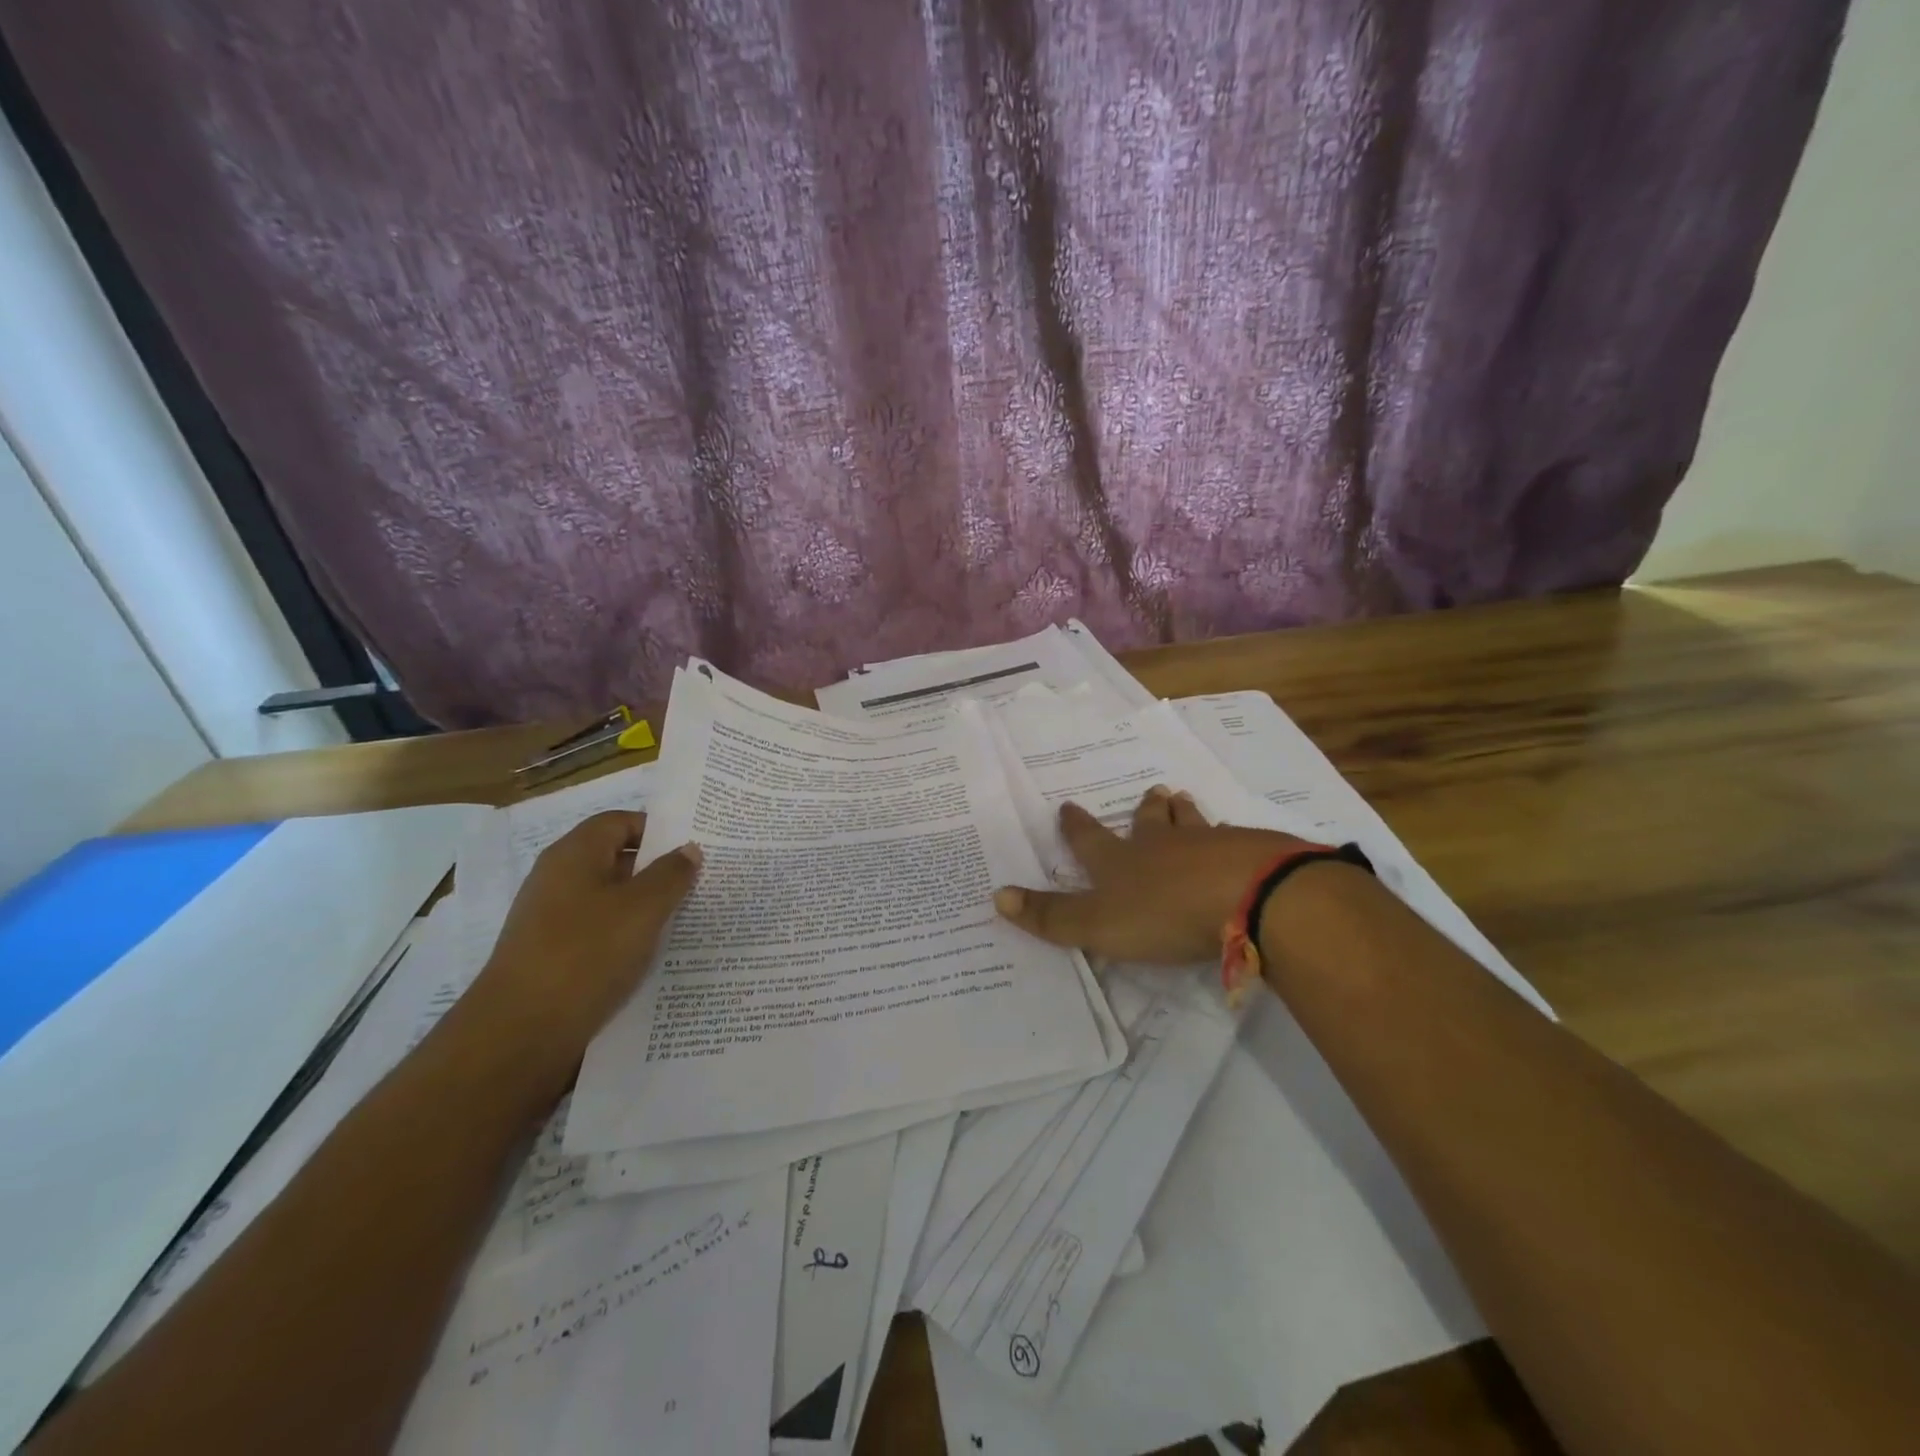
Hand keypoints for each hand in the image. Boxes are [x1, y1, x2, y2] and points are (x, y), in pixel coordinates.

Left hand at [468, 811, 700, 1086]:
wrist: (519, 1034)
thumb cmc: (586, 954)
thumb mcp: (642, 909)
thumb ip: (671, 874)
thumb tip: (688, 849)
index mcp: (574, 854)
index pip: (619, 822)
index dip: (657, 830)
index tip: (692, 848)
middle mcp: (557, 879)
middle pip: (614, 859)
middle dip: (656, 869)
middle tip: (699, 882)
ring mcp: (551, 918)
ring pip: (609, 899)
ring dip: (644, 906)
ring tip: (684, 919)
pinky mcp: (552, 955)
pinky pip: (598, 931)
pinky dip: (625, 936)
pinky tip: (650, 955)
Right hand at [993, 787, 1306, 962]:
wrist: (1249, 897)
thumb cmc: (1165, 912)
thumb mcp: (1098, 924)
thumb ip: (1051, 916)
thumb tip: (997, 896)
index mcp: (1122, 860)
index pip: (1090, 839)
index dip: (1076, 825)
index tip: (1068, 806)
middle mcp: (1162, 844)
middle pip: (1150, 820)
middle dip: (1146, 808)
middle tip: (1152, 792)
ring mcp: (1209, 844)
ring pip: (1192, 823)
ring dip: (1184, 813)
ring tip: (1183, 800)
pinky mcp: (1251, 854)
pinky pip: (1234, 841)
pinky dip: (1229, 839)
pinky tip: (1237, 844)